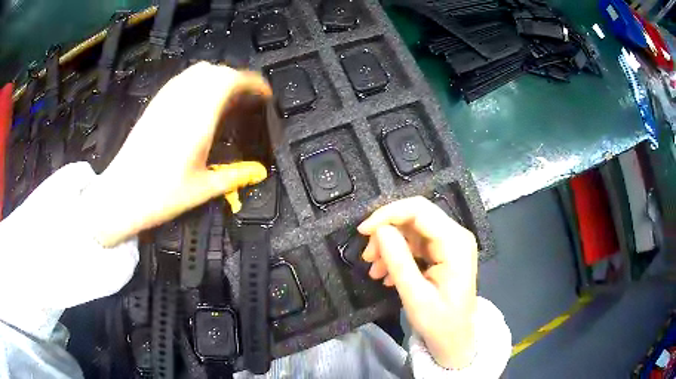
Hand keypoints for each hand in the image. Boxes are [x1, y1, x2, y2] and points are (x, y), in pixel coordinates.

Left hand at [82, 63, 271, 246]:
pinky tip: (198, 102)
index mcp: (198, 118)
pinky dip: (198, 81)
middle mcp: (183, 101)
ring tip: (225, 98)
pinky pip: (182, 79)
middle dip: (237, 79)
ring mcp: (166, 100)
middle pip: (216, 71)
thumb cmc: (162, 195)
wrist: (121, 194)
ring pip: (198, 71)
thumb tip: (259, 172)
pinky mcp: (155, 104)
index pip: (230, 80)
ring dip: (217, 77)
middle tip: (246, 99)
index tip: (264, 94)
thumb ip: (235, 176)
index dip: (252, 82)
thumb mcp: (203, 189)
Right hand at [358, 196, 477, 368]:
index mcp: (455, 243)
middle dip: (387, 231)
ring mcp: (450, 243)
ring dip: (389, 245)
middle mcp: (456, 236)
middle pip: (415, 216)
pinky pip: (416, 243)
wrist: (455, 340)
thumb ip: (398, 261)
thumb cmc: (439, 323)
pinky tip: (386, 274)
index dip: (388, 214)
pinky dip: (398, 254)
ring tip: (375, 271)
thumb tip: (379, 230)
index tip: (363, 232)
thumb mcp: (415, 296)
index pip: (420, 210)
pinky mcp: (443, 252)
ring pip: (412, 229)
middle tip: (368, 256)